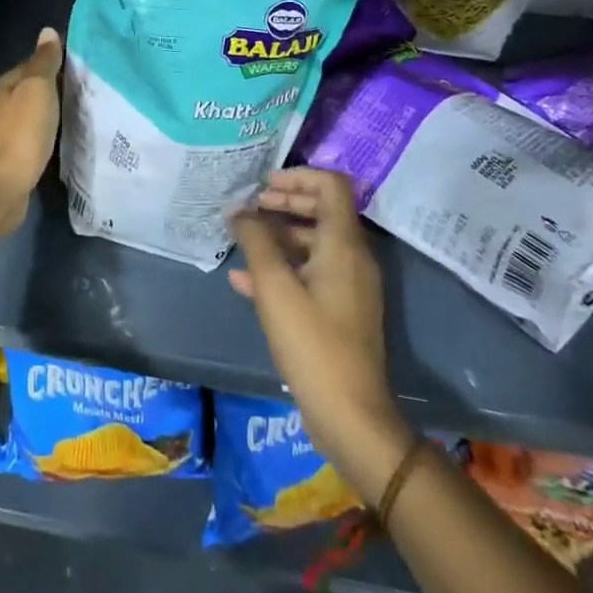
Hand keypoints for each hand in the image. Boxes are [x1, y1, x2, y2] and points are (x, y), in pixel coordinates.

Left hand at [0, 27, 62, 234]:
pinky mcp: (14, 157)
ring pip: (33, 113)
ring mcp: (7, 133)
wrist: (2, 186)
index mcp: (8, 85)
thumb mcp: (37, 89)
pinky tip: (64, 137)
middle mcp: (4, 105)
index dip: (54, 61)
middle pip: (32, 89)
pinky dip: (49, 133)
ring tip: (81, 111)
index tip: (81, 64)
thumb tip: (47, 30)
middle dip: (55, 87)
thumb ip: (44, 62)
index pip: (32, 64)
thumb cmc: (22, 132)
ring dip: (52, 111)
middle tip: (87, 88)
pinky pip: (36, 137)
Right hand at [230, 168, 411, 500]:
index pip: (331, 185)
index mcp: (344, 244)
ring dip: (278, 235)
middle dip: (284, 202)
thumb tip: (240, 210)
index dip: (298, 176)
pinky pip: (310, 273)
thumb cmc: (312, 343)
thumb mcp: (275, 287)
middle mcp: (352, 257)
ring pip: (313, 242)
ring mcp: (349, 285)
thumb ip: (255, 241)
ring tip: (241, 239)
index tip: (264, 185)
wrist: (350, 416)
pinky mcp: (340, 311)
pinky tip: (244, 280)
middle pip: (322, 210)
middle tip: (249, 207)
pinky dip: (282, 267)